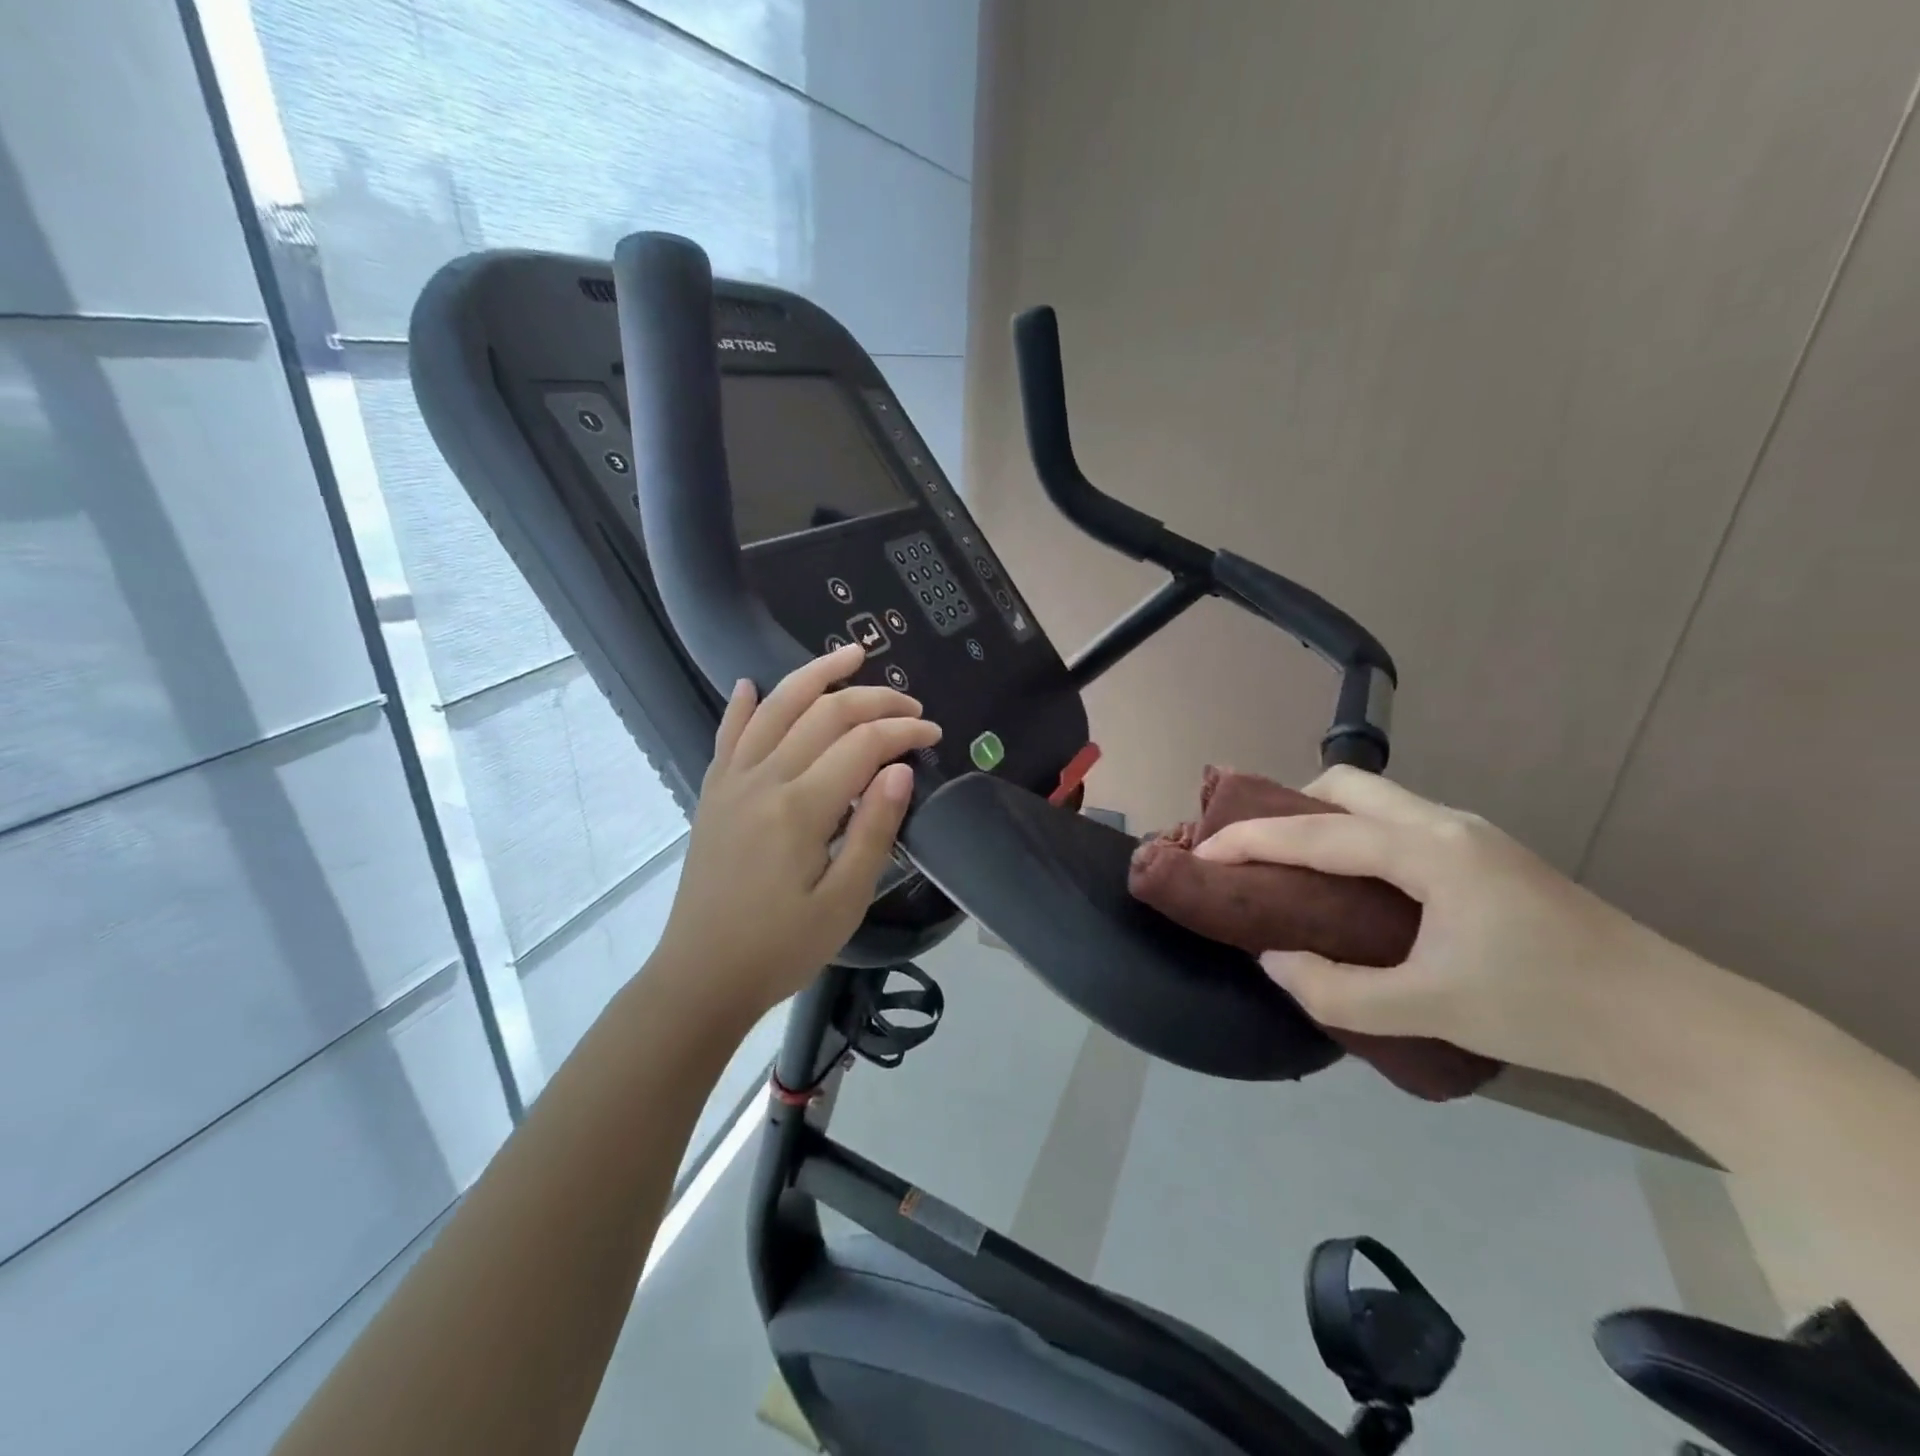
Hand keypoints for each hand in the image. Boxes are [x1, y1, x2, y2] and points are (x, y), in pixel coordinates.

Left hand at [653, 645, 940, 1019]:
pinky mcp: (713, 794)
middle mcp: (763, 780)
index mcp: (800, 808)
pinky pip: (727, 736)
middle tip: (911, 706)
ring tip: (849, 655)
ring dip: (814, 676)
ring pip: (775, 708)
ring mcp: (732, 782)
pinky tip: (750, 684)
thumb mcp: (843, 902)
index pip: (862, 745)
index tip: (933, 735)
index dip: (903, 732)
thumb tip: (900, 771)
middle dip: (874, 700)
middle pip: (824, 715)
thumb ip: (874, 830)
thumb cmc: (780, 948)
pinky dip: (741, 706)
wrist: (701, 977)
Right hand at [1194, 766, 1694, 1079]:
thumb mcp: (1428, 1009)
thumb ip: (1335, 990)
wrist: (1674, 1023)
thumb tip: (1273, 959)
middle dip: (1287, 808)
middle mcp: (1446, 824)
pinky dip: (1356, 835)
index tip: (1200, 852)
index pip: (1315, 832)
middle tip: (1257, 854)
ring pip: (1375, 800)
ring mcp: (1471, 834)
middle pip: (1345, 785)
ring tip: (1295, 868)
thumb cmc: (1547, 1010)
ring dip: (1323, 819)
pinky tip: (1356, 884)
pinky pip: (1398, 822)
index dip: (1249, 839)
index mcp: (1428, 851)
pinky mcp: (1487, 854)